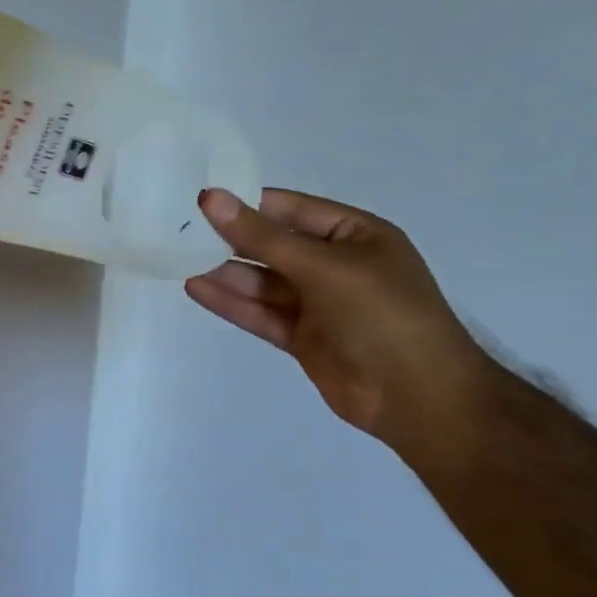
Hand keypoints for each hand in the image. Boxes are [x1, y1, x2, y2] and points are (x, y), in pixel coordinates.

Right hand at [186, 188, 497, 457]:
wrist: (418, 397)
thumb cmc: (382, 315)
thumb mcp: (324, 267)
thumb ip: (262, 237)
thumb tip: (211, 199)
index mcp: (355, 235)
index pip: (291, 209)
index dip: (247, 203)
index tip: (199, 199)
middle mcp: (335, 265)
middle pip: (272, 246)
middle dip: (230, 238)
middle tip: (178, 228)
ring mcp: (318, 304)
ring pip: (262, 282)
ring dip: (225, 272)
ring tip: (178, 258)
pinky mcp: (302, 338)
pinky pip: (260, 313)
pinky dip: (230, 302)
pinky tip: (196, 288)